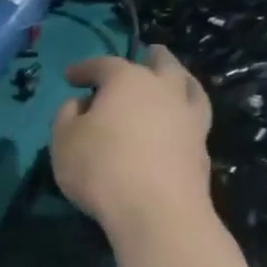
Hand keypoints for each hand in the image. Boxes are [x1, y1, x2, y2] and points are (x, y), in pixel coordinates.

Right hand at [51, 46, 213, 231]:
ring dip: (179, 78)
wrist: (157, 212)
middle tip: (145, 55)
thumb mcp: (63, 140)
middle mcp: (164, 90)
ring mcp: (189, 118)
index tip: (70, 76)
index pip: (103, 64)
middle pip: (161, 63)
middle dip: (149, 57)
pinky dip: (184, 112)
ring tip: (174, 80)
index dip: (84, 68)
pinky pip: (194, 118)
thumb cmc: (101, 169)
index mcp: (127, 81)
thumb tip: (80, 104)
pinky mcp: (203, 148)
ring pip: (189, 86)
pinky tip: (177, 122)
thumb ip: (66, 115)